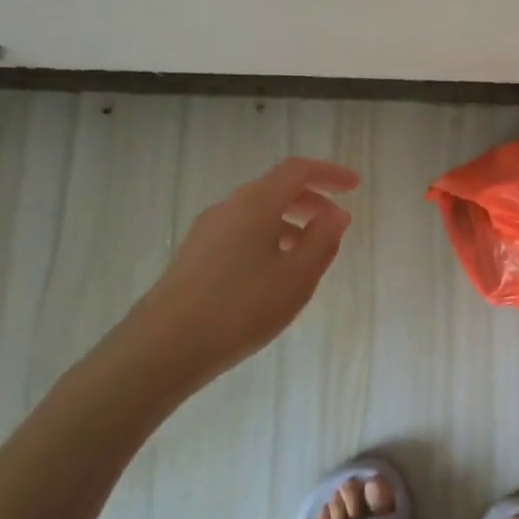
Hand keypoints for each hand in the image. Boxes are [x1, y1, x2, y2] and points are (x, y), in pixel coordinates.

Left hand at [117, 156, 359, 386]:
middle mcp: (229, 207)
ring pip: (257, 213)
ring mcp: (207, 231)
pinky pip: (241, 232)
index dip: (329, 173)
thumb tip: (337, 214)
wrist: (162, 347)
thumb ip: (322, 241)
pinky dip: (268, 238)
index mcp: (256, 203)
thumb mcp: (296, 277)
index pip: (297, 170)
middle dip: (312, 200)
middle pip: (276, 189)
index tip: (355, 186)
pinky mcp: (194, 255)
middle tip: (337, 224)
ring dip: (290, 222)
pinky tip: (274, 274)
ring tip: (310, 254)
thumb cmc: (240, 308)